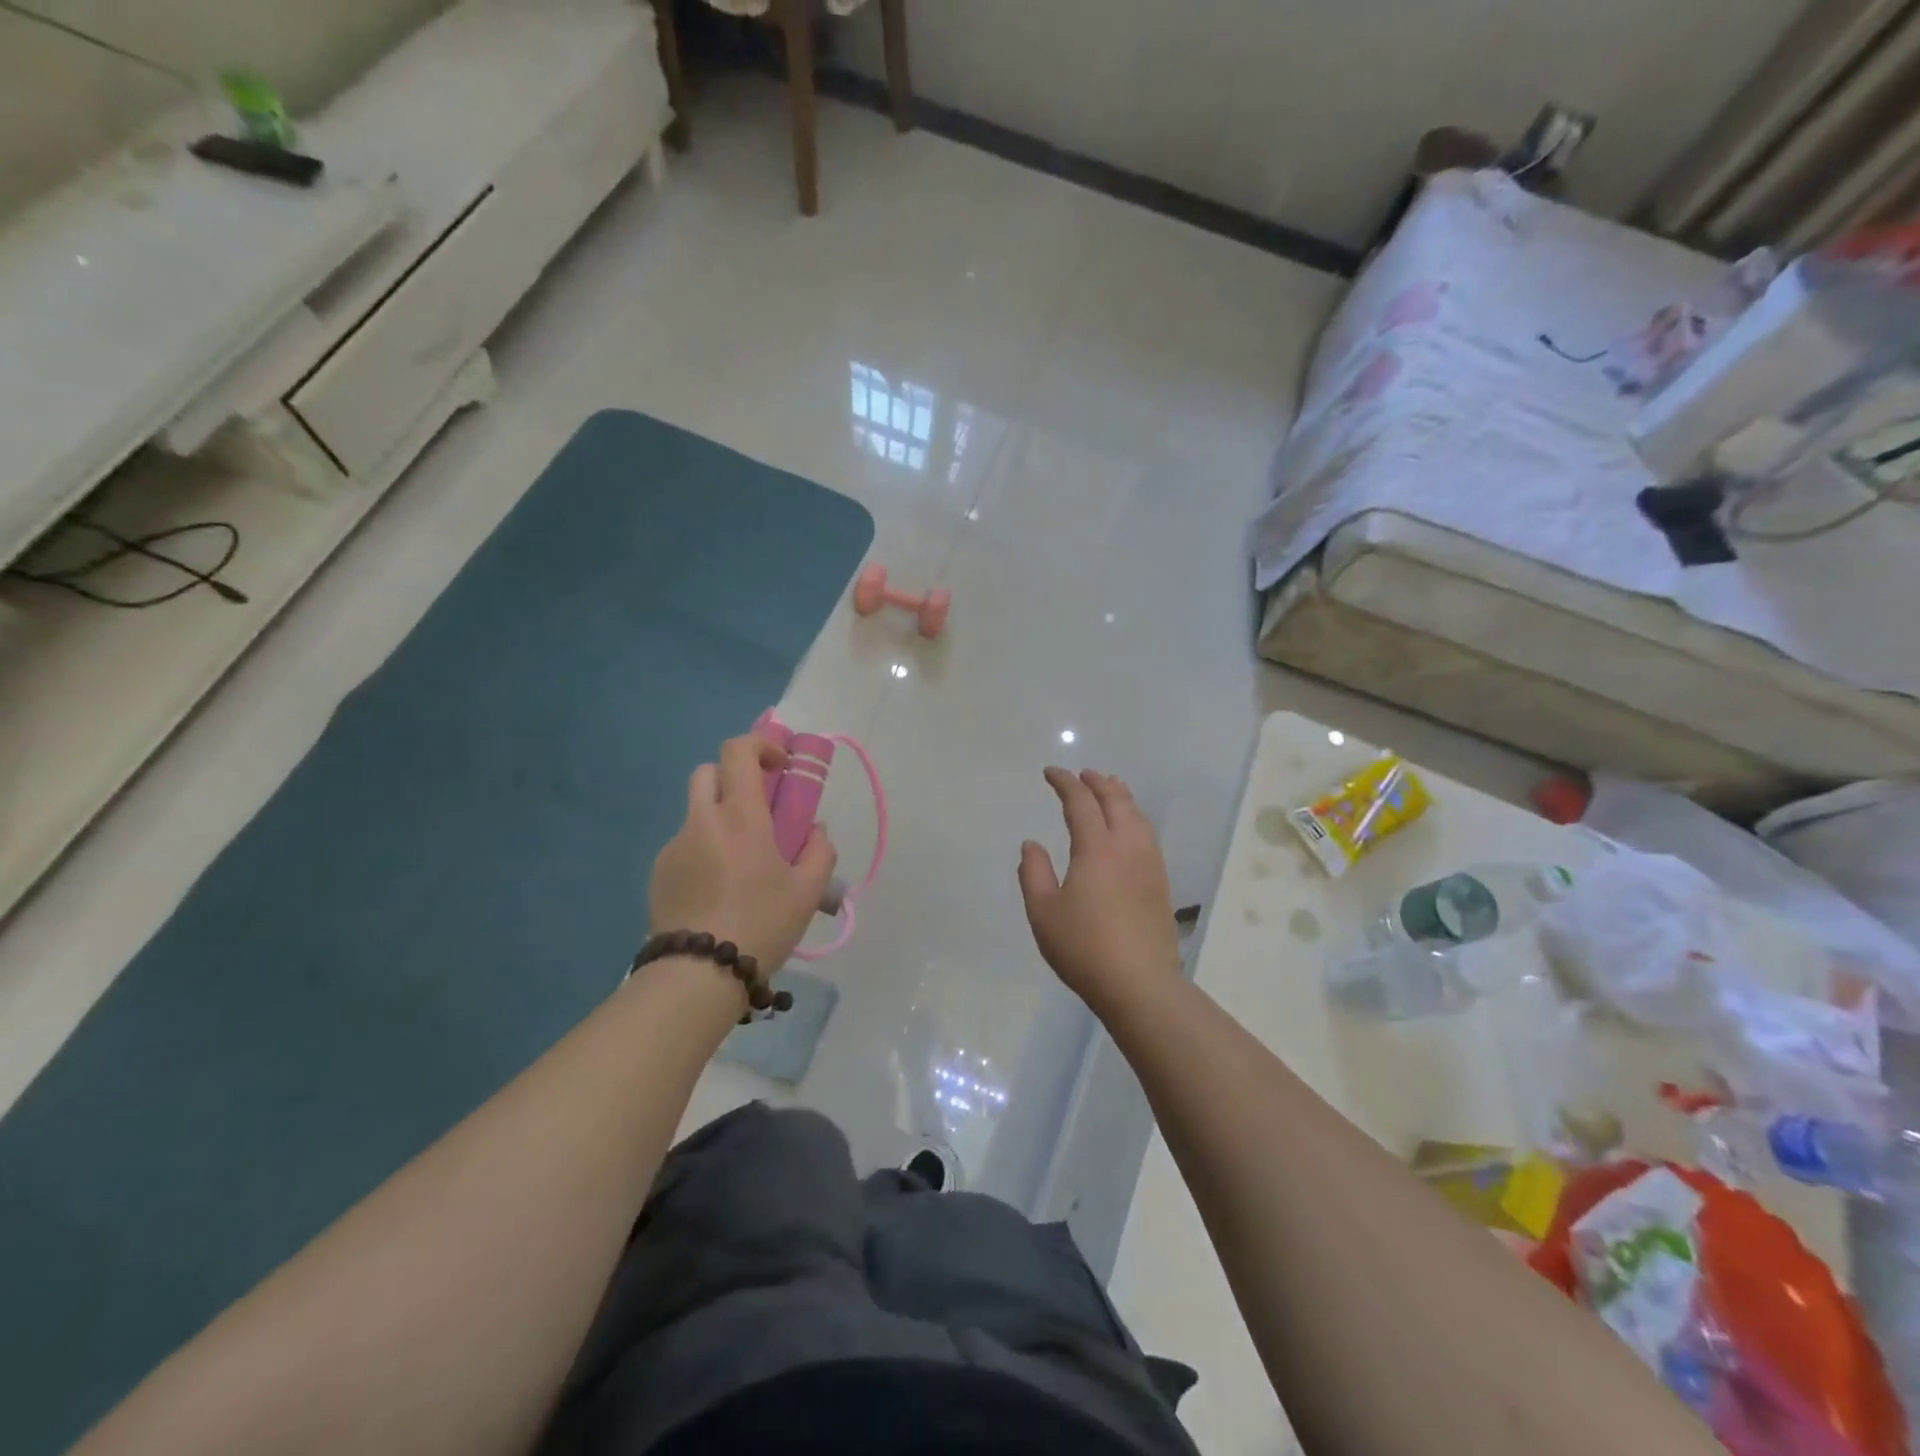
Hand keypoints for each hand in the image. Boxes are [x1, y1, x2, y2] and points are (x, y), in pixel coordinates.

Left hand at [649, 735, 837, 972]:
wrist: (698, 974)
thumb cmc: (762, 924)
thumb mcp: (809, 891)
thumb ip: (820, 851)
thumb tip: (815, 831)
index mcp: (739, 816)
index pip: (738, 751)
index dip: (760, 746)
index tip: (781, 767)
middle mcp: (701, 820)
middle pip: (709, 772)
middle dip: (734, 778)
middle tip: (758, 809)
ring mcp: (674, 846)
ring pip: (695, 811)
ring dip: (719, 818)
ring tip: (741, 863)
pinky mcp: (658, 873)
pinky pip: (684, 845)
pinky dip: (703, 850)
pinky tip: (718, 890)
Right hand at [1018, 767, 1180, 1014]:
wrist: (1140, 984)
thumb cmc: (1084, 948)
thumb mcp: (1044, 913)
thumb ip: (1034, 873)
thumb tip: (1031, 844)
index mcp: (1095, 849)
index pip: (1080, 802)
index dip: (1065, 782)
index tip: (1050, 773)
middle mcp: (1126, 847)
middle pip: (1116, 800)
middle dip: (1097, 782)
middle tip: (1082, 774)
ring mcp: (1149, 863)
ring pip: (1137, 815)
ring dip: (1121, 796)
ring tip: (1111, 788)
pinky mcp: (1161, 882)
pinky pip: (1148, 834)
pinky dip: (1135, 817)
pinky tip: (1131, 828)